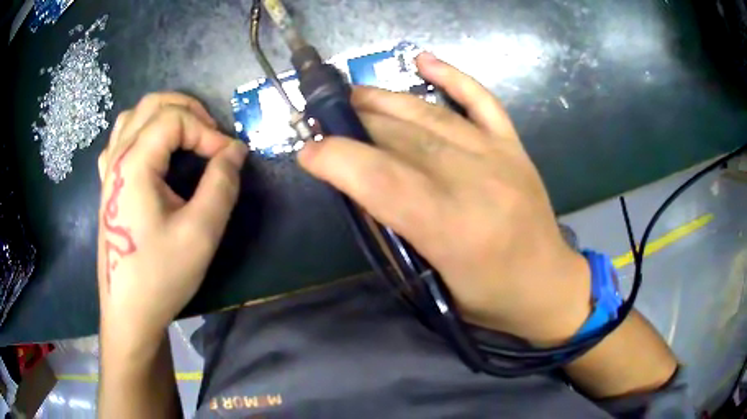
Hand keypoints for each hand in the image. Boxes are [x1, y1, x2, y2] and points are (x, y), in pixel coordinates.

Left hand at [96, 93, 246, 343]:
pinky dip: (143, 131)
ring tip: (186, 135)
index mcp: (134, 164)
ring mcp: (109, 171)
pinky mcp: (108, 185)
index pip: (176, 119)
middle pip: (152, 105)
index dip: (207, 131)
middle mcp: (117, 158)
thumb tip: (235, 150)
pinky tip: (154, 151)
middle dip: (189, 111)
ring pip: (133, 116)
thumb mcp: (200, 232)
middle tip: (211, 136)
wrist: (129, 312)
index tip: (228, 158)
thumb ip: (222, 184)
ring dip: (165, 115)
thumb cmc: (160, 275)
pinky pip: (121, 139)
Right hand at [299, 53, 590, 344]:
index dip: (336, 158)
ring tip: (353, 95)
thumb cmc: (489, 298)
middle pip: (401, 137)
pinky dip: (453, 76)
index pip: (381, 178)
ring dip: (385, 100)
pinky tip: (424, 60)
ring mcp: (498, 156)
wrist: (548, 285)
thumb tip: (360, 187)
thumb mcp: (433, 284)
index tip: (307, 152)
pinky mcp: (513, 146)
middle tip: (323, 119)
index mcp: (452, 228)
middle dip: (353, 123)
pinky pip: (481, 100)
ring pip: (430, 115)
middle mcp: (476, 181)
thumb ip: (396, 232)